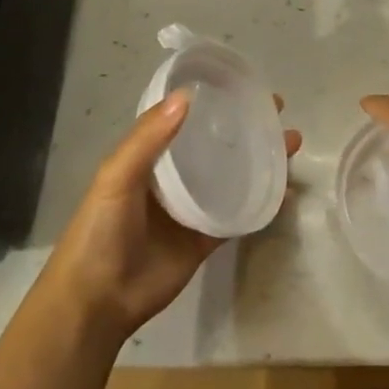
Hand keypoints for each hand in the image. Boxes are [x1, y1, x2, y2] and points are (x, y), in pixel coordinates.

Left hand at [41, 91, 301, 345]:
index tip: (244, 85)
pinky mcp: (206, 237)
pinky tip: (286, 189)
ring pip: (233, 174)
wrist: (97, 302)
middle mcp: (175, 176)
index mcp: (150, 155)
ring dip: (261, 158)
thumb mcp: (115, 177)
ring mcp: (193, 207)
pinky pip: (239, 213)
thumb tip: (187, 95)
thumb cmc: (99, 231)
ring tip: (291, 141)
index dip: (213, 100)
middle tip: (278, 110)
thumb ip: (148, 138)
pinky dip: (262, 201)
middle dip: (246, 125)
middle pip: (216, 143)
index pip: (186, 117)